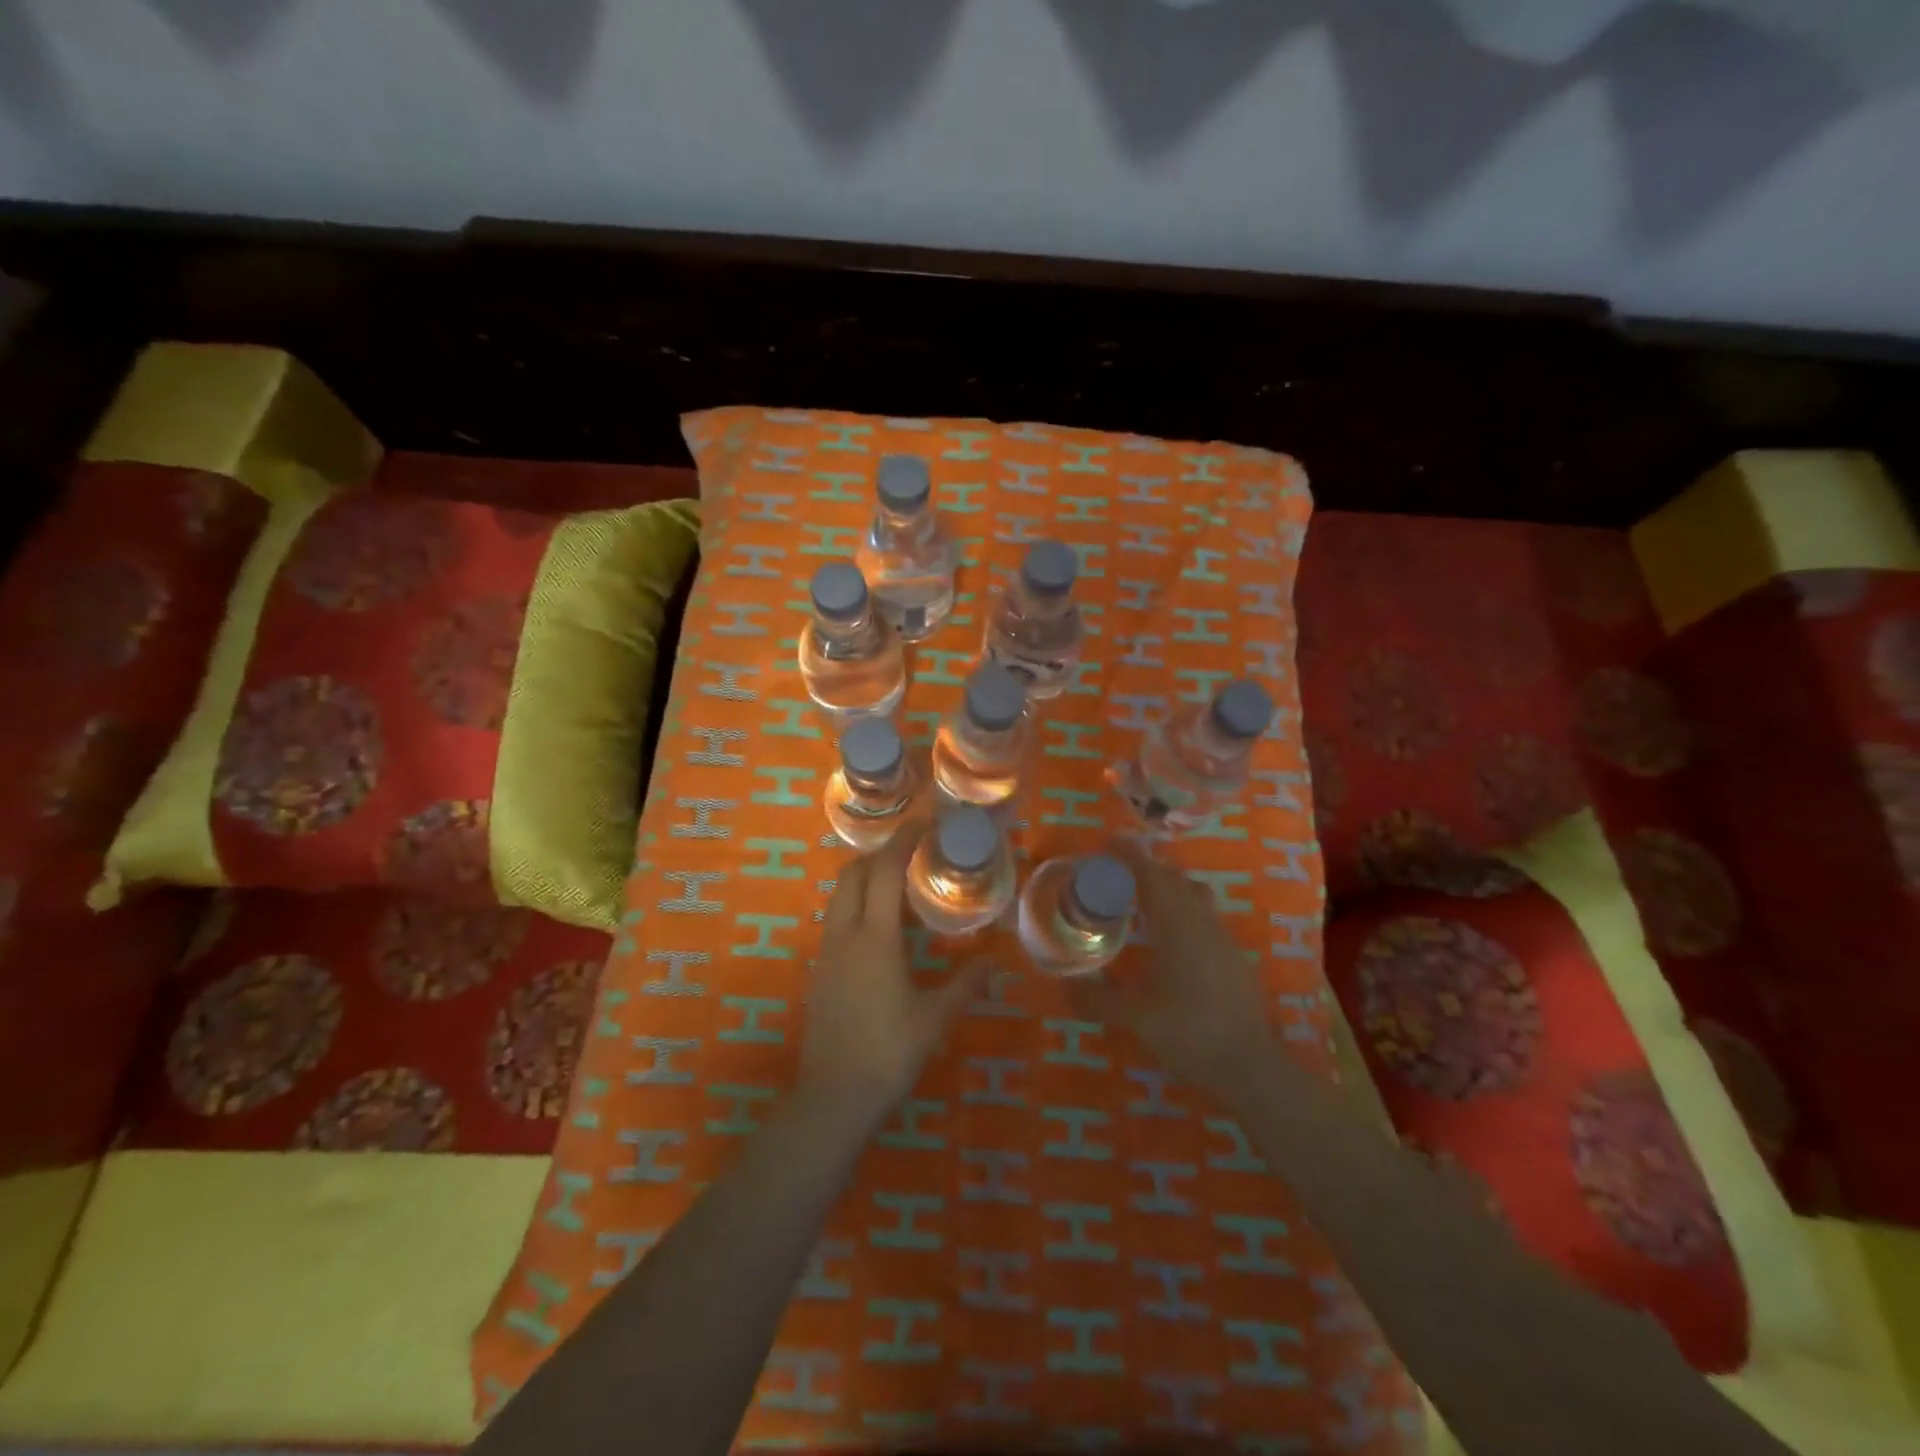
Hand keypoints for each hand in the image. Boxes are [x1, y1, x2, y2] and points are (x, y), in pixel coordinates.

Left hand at [797, 826, 984, 1118]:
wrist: (834, 1096)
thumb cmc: (889, 1052)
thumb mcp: (935, 1019)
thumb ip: (965, 986)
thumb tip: (994, 964)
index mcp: (875, 937)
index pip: (885, 871)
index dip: (903, 841)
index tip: (922, 823)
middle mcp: (845, 934)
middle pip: (852, 873)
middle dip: (878, 854)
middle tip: (911, 852)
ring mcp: (826, 951)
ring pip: (839, 895)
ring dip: (864, 878)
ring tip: (897, 884)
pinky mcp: (819, 970)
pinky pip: (835, 919)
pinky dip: (855, 904)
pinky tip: (879, 926)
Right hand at [1067, 838, 1280, 1107]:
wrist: (1251, 1067)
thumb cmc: (1190, 1033)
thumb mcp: (1135, 1018)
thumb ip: (1097, 998)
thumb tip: (1063, 984)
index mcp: (1176, 925)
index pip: (1150, 875)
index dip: (1129, 855)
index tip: (1109, 842)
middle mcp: (1201, 922)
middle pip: (1174, 879)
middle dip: (1146, 868)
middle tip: (1117, 874)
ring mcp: (1223, 938)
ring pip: (1195, 895)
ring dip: (1169, 887)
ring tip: (1143, 900)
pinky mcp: (1234, 957)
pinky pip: (1205, 917)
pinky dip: (1184, 911)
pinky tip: (1171, 940)